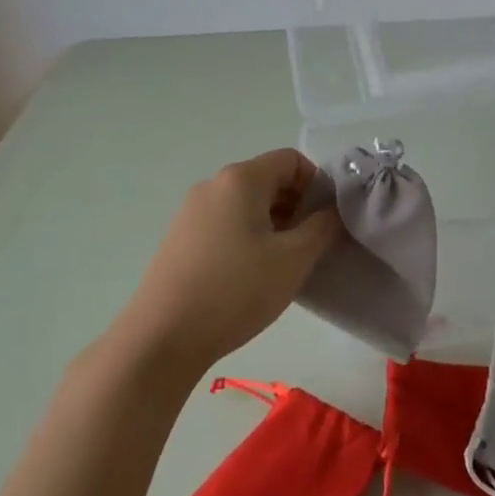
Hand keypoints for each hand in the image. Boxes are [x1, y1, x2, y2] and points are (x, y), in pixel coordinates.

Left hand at [112, 150, 340, 377]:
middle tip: (308, 246)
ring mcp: (191, 209)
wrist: (162, 336)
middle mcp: (213, 184)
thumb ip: (321, 227)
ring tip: (280, 265)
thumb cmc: (236, 290)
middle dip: (295, 206)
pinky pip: (224, 221)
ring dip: (272, 223)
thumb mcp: (293, 260)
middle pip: (267, 178)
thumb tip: (331, 210)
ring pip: (245, 202)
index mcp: (241, 178)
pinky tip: (248, 275)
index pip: (291, 159)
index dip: (316, 184)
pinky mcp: (179, 236)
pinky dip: (246, 235)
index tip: (325, 221)